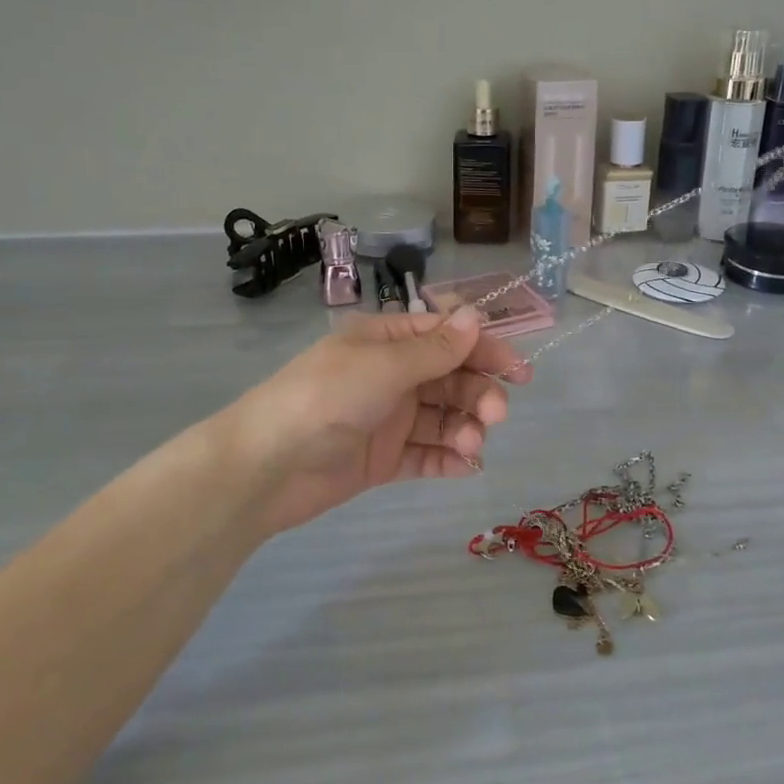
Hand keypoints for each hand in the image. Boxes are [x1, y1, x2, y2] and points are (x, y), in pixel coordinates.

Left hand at [228, 307, 529, 536]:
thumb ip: (435, 349)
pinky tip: (467, 466)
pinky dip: (449, 458)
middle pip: (449, 378)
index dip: (483, 350)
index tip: (518, 370)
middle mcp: (390, 375)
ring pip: (442, 417)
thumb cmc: (325, 399)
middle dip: (477, 392)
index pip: (445, 337)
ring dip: (465, 427)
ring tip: (473, 445)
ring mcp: (387, 419)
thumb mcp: (383, 366)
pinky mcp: (383, 459)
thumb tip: (475, 316)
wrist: (266, 467)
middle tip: (497, 414)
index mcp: (386, 342)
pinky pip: (426, 454)